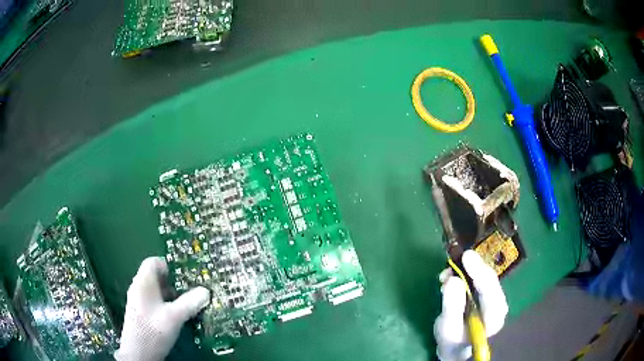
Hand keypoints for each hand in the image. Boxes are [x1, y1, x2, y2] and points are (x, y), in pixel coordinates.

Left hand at [115, 257, 210, 360]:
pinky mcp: (140, 314)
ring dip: (169, 296)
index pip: (152, 262)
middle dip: (172, 283)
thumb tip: (206, 291)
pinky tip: (173, 317)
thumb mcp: (175, 317)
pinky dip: (164, 305)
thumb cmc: (154, 330)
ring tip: (184, 306)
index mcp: (143, 283)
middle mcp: (138, 288)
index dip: (168, 266)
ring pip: (155, 292)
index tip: (183, 277)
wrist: (139, 353)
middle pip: (155, 277)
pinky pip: (153, 302)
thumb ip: (190, 303)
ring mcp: (138, 302)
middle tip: (188, 292)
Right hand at [433, 250, 507, 360]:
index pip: (490, 290)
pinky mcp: (486, 294)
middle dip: (473, 268)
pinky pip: (478, 279)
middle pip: (489, 280)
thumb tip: (453, 280)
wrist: (456, 347)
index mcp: (494, 317)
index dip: (479, 272)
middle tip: (456, 258)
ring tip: (446, 273)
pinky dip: (465, 274)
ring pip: (484, 277)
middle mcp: (498, 304)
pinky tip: (451, 277)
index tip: (466, 257)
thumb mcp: (448, 328)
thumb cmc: (452, 342)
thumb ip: (452, 306)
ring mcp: (493, 298)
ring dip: (466, 270)